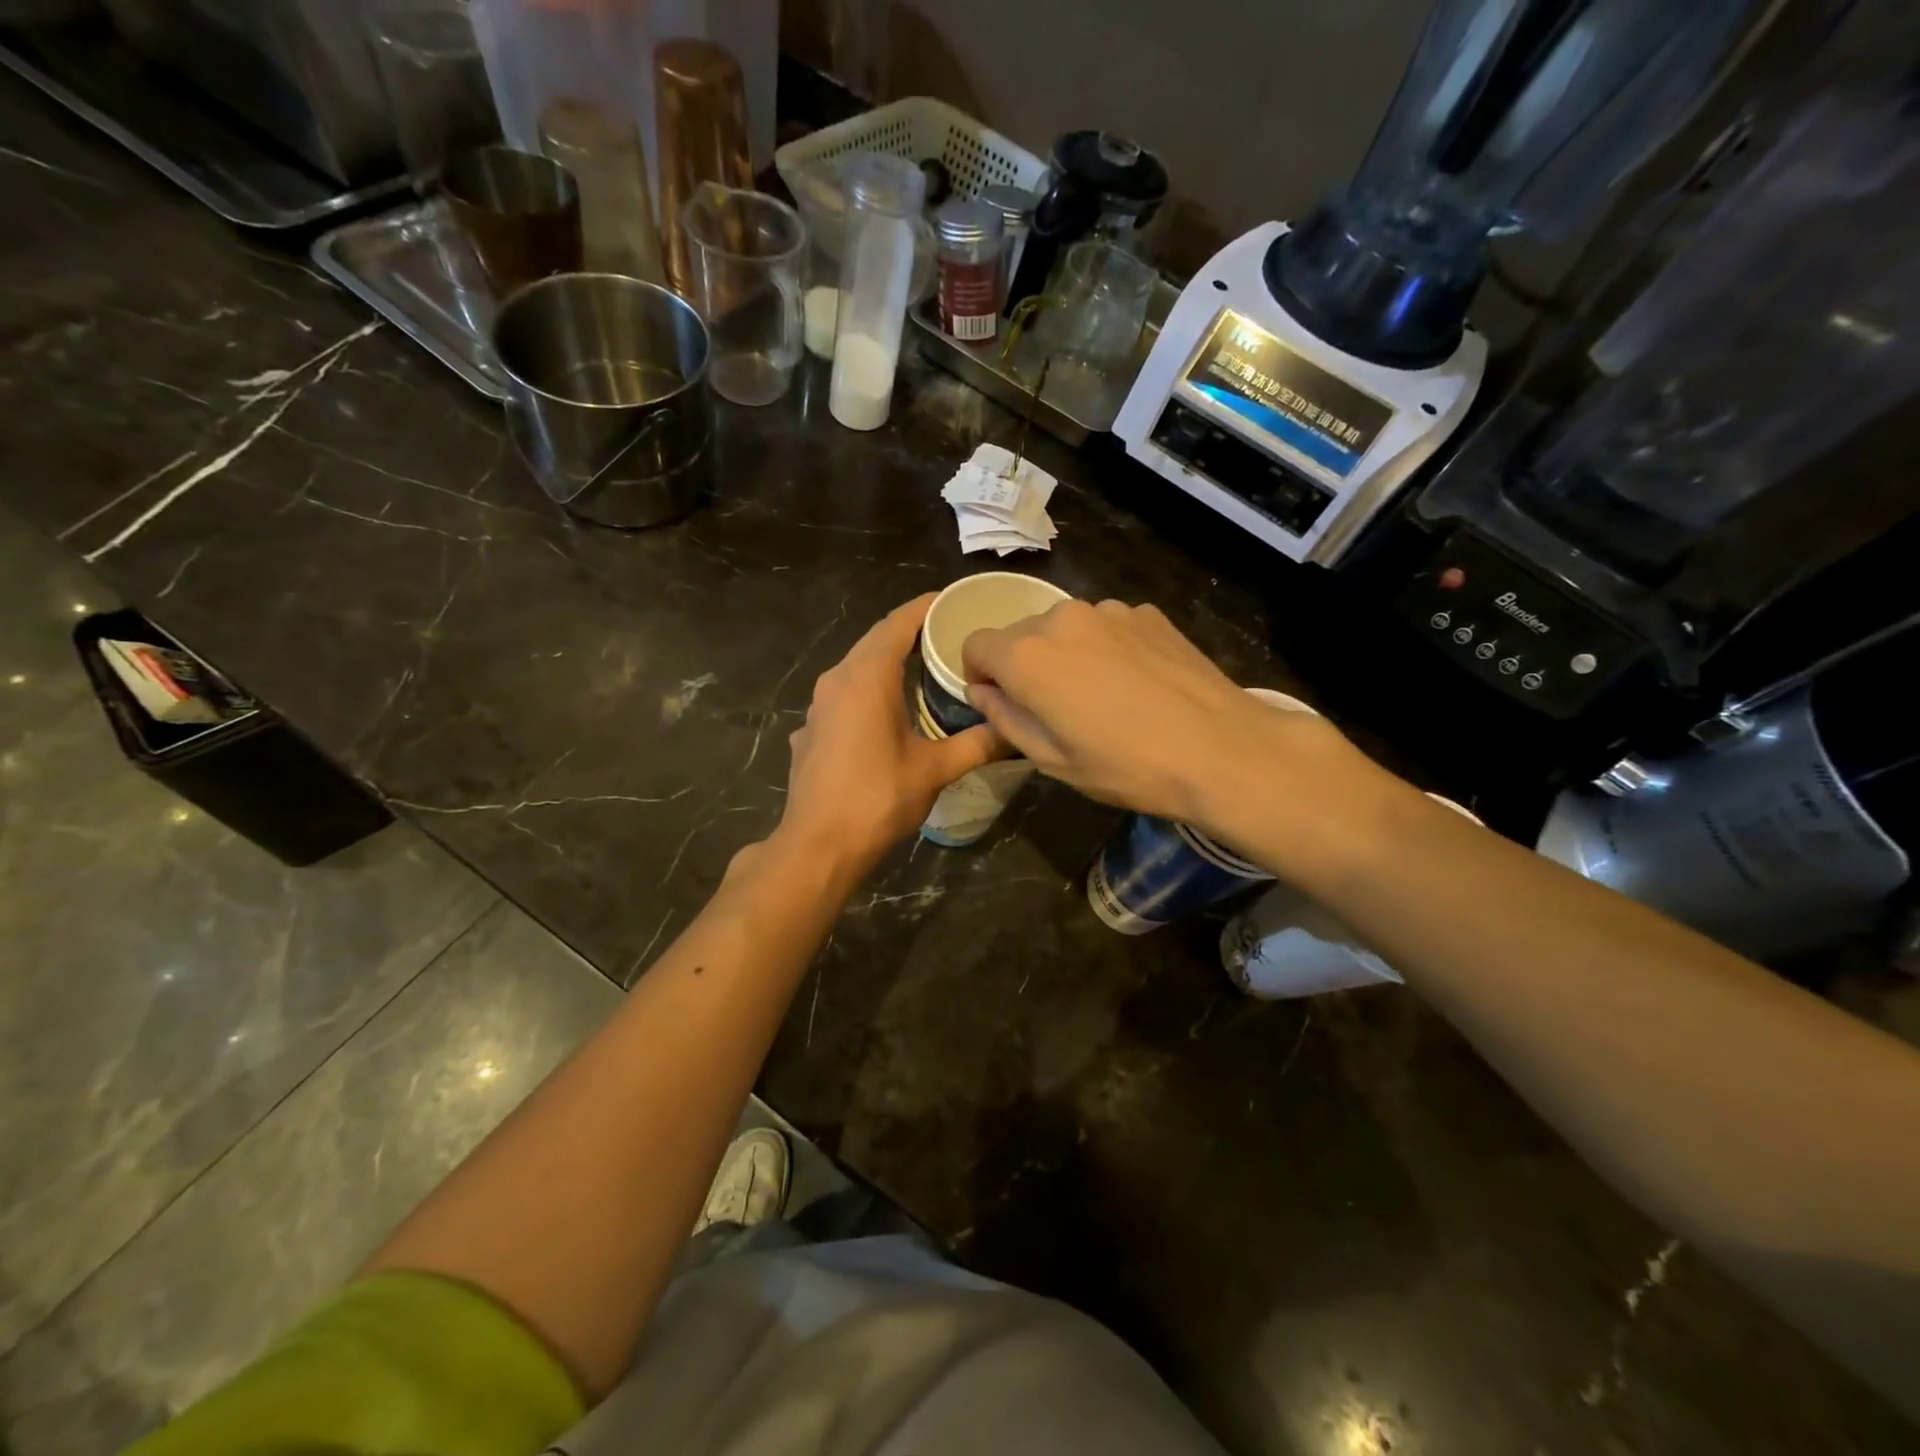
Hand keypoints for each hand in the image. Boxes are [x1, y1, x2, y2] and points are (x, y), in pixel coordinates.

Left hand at [773, 594, 1002, 876]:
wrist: (818, 845)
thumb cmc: (878, 798)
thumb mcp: (935, 770)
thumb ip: (977, 744)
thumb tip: (1017, 731)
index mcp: (867, 677)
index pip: (898, 623)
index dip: (925, 607)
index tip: (952, 601)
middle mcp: (837, 679)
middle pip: (875, 640)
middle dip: (909, 631)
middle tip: (948, 635)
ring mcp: (818, 705)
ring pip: (856, 667)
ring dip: (887, 661)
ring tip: (923, 668)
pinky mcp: (810, 730)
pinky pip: (842, 694)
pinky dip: (868, 690)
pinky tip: (886, 713)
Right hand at [961, 599, 1351, 837]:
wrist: (1221, 750)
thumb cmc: (1126, 766)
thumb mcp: (1051, 759)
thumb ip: (1004, 718)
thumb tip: (983, 692)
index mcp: (1027, 655)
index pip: (975, 645)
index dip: (979, 675)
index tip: (1000, 702)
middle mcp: (1061, 618)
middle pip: (1020, 634)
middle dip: (1023, 666)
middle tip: (1055, 709)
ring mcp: (1109, 610)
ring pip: (1064, 628)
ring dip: (1066, 655)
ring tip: (1101, 697)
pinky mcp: (1146, 612)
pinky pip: (1106, 627)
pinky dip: (1105, 648)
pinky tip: (1136, 683)